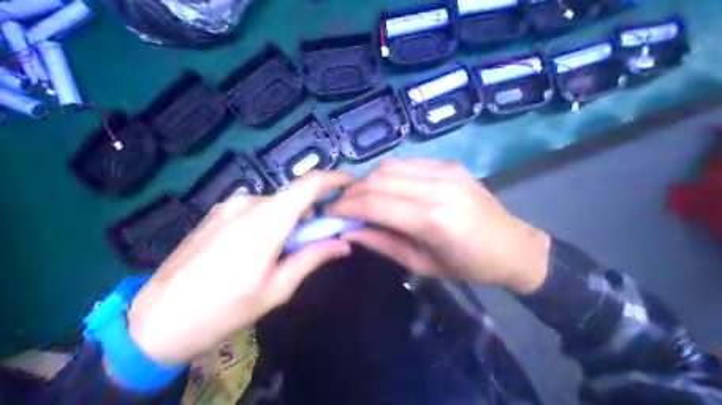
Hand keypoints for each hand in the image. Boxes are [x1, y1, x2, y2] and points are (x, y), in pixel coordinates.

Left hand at [130, 171, 354, 363]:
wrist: (156, 320)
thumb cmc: (225, 308)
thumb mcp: (277, 289)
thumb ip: (312, 258)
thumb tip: (344, 244)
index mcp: (267, 219)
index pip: (310, 184)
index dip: (335, 179)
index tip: (352, 186)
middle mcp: (248, 202)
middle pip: (293, 199)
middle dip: (310, 217)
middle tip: (309, 247)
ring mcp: (228, 205)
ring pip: (274, 206)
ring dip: (287, 223)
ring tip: (276, 257)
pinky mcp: (215, 213)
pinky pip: (254, 211)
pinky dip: (267, 223)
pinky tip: (252, 253)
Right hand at [329, 159, 553, 296]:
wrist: (511, 246)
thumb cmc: (466, 266)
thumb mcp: (420, 264)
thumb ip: (381, 243)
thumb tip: (347, 231)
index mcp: (431, 220)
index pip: (373, 203)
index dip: (345, 207)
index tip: (329, 213)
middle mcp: (436, 188)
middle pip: (377, 180)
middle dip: (351, 192)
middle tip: (340, 206)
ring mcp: (445, 171)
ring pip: (389, 166)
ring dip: (367, 180)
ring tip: (359, 197)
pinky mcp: (450, 165)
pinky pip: (407, 163)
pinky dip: (388, 174)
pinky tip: (384, 188)